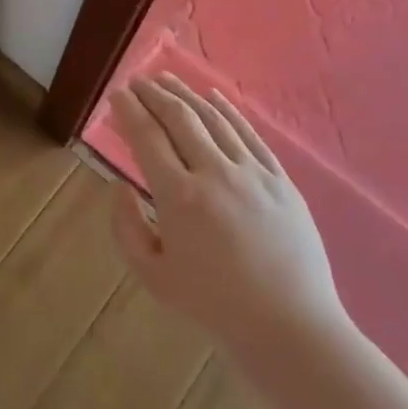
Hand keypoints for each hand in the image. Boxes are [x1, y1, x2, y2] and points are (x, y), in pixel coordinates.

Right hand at [109, 75, 342, 353]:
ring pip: (213, 119)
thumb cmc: (214, 306)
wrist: (290, 328)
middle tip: (138, 81)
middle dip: (153, 93)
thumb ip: (126, 228)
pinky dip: (227, 111)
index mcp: (179, 197)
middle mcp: (214, 173)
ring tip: (166, 80)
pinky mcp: (280, 178)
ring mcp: (251, 172)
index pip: (147, 137)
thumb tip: (120, 186)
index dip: (129, 110)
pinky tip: (212, 97)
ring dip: (186, 94)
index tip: (117, 95)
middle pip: (178, 117)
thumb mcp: (153, 277)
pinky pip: (249, 134)